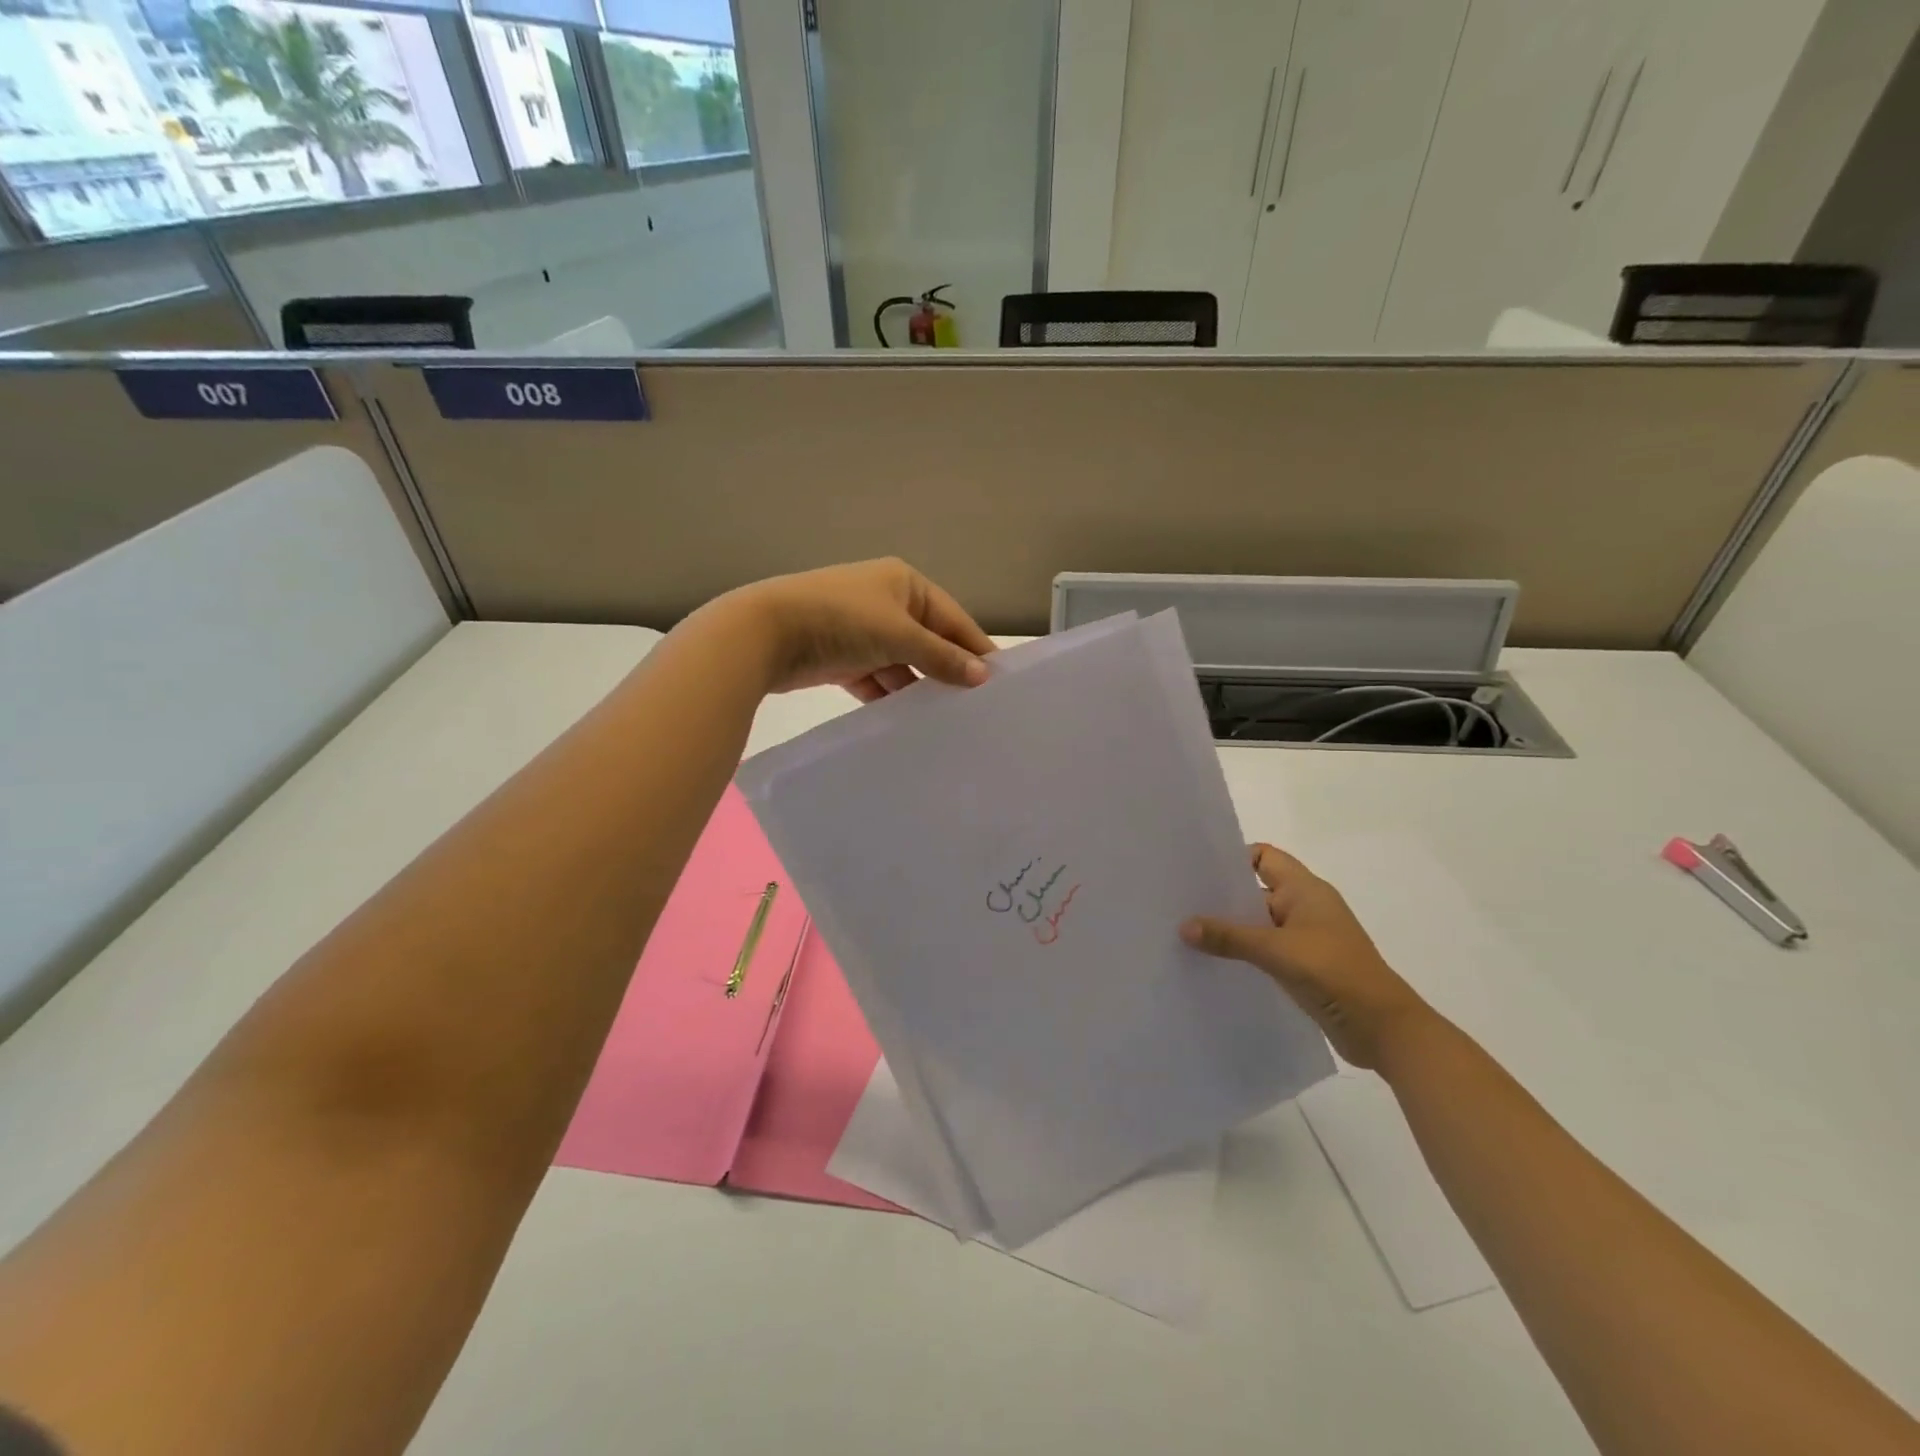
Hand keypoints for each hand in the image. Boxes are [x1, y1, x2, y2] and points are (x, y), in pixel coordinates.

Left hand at [719, 558, 994, 699]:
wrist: (765, 633)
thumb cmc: (842, 621)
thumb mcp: (900, 635)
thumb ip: (942, 657)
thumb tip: (983, 675)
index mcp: (904, 583)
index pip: (952, 618)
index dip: (975, 648)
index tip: (999, 682)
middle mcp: (884, 602)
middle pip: (927, 641)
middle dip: (946, 671)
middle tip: (974, 707)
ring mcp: (860, 631)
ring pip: (901, 663)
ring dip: (917, 687)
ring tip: (945, 720)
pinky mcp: (840, 658)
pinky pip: (875, 679)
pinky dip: (888, 696)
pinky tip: (907, 721)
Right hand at [1180, 844, 1433, 1069]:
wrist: (1384, 1030)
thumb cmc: (1335, 973)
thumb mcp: (1277, 951)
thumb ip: (1229, 937)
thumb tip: (1183, 926)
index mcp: (1305, 890)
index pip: (1263, 857)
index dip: (1233, 859)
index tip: (1197, 872)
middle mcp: (1304, 907)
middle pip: (1256, 889)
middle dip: (1222, 896)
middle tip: (1180, 902)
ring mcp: (1305, 938)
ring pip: (1258, 922)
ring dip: (1230, 928)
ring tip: (1187, 933)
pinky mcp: (1303, 966)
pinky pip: (1264, 949)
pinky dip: (1242, 952)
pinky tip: (1214, 962)